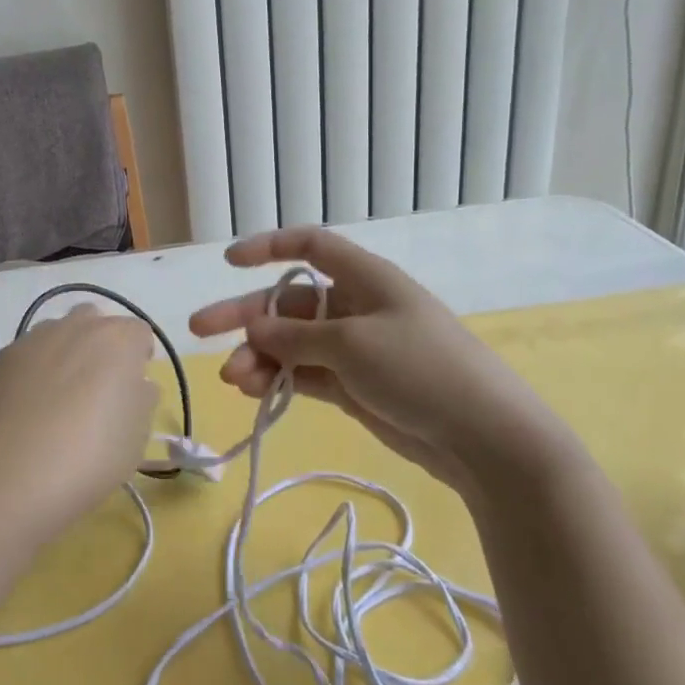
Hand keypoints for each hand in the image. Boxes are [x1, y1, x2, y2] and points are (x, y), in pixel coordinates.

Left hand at [0, 305, 158, 540]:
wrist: (16, 467)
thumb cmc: (93, 452)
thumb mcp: (138, 435)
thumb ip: (142, 399)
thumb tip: (135, 384)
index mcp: (120, 339)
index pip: (139, 333)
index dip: (138, 358)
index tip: (132, 387)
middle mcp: (78, 325)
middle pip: (95, 322)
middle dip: (99, 346)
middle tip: (95, 387)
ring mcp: (36, 337)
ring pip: (57, 333)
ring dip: (63, 353)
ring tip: (57, 397)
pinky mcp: (3, 356)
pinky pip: (27, 355)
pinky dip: (31, 371)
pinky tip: (26, 407)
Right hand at [189, 227, 582, 496]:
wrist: (485, 438)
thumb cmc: (421, 370)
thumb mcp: (352, 344)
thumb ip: (296, 336)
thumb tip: (255, 328)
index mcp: (365, 278)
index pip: (311, 246)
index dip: (268, 247)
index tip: (229, 263)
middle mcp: (356, 307)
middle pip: (289, 301)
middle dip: (245, 315)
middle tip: (199, 330)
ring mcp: (354, 348)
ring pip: (292, 342)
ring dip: (258, 356)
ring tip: (233, 380)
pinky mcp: (355, 385)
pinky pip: (305, 374)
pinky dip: (279, 379)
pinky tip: (252, 392)